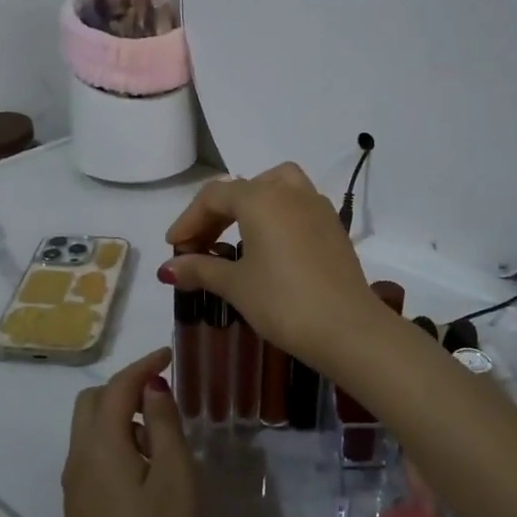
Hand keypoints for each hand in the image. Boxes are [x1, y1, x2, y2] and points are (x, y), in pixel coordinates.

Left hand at [62, 347, 198, 516]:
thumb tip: (151, 387)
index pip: (117, 388)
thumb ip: (162, 423)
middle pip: (92, 404)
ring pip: (88, 433)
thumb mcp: (176, 475)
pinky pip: (90, 461)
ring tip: (159, 436)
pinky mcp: (78, 515)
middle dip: (123, 388)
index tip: (168, 355)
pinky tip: (142, 471)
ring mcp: (73, 491)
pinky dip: (112, 446)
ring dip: (118, 418)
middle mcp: (77, 462)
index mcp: (100, 447)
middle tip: (162, 395)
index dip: (143, 366)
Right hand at [159, 163, 389, 371]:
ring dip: (251, 204)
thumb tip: (168, 268)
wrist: (347, 328)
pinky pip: (297, 206)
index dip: (189, 219)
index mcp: (261, 198)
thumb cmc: (283, 302)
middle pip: (244, 188)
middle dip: (216, 214)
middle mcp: (290, 192)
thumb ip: (201, 269)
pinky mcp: (333, 227)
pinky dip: (276, 215)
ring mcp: (317, 207)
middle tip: (199, 246)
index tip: (174, 248)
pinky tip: (269, 248)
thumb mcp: (236, 285)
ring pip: (276, 187)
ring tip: (236, 235)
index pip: (214, 196)